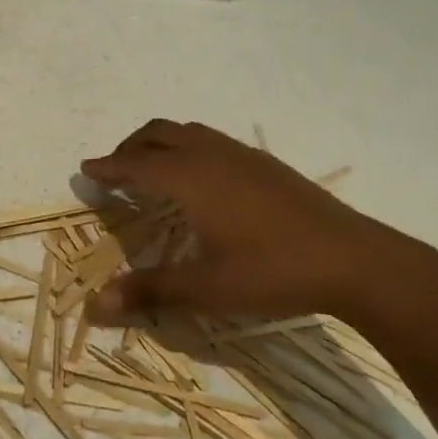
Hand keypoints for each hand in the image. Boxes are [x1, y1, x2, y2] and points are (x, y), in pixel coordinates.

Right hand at [82, 120, 434, 325]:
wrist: (351, 257)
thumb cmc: (271, 271)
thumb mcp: (206, 289)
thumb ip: (150, 291)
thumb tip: (95, 305)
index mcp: (190, 178)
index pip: (135, 165)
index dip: (108, 167)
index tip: (86, 169)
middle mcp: (210, 155)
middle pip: (158, 134)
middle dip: (130, 147)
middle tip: (114, 169)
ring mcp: (241, 154)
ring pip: (187, 132)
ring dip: (160, 143)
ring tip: (151, 168)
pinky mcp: (265, 163)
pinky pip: (211, 140)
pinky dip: (188, 147)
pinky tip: (201, 177)